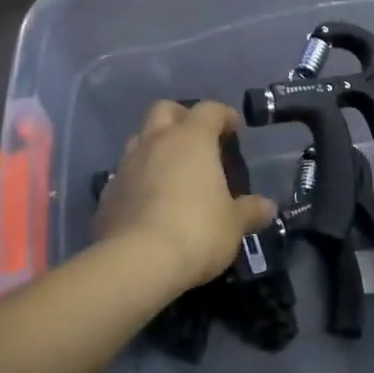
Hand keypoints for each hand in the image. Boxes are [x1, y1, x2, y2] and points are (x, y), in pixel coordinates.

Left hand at [95, 101, 276, 294]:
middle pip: (164, 110)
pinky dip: (137, 180)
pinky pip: (124, 175)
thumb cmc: (198, 231)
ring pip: (139, 140)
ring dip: (155, 147)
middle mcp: (155, 142)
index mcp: (191, 139)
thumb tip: (267, 207)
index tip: (233, 128)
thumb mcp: (233, 224)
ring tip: (171, 170)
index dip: (223, 114)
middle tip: (196, 138)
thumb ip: (250, 211)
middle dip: (180, 117)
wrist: (138, 262)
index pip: (208, 110)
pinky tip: (148, 203)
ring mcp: (126, 166)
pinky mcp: (106, 194)